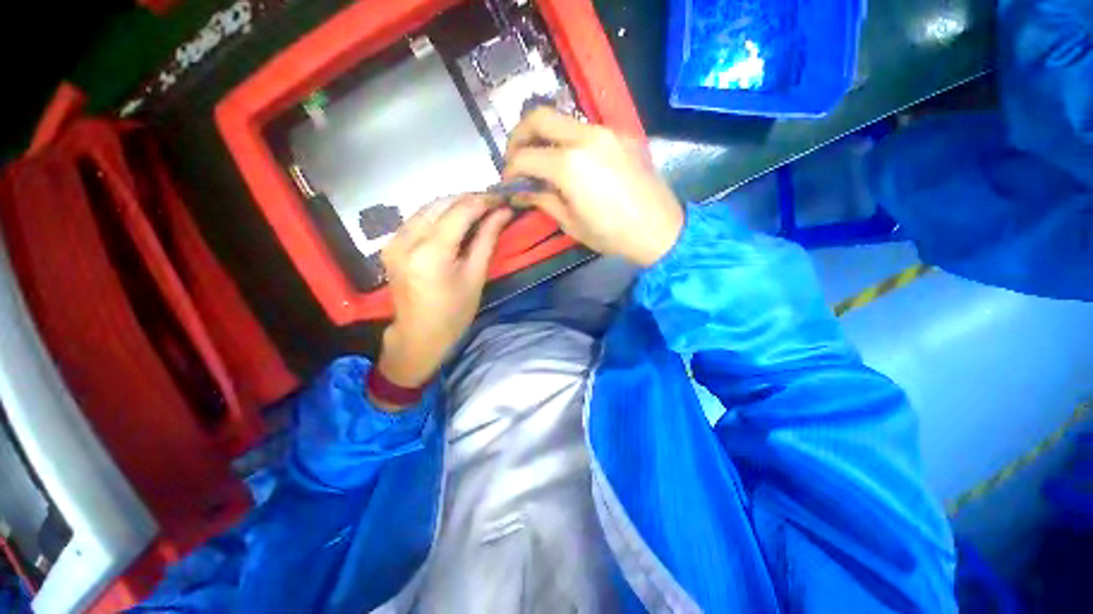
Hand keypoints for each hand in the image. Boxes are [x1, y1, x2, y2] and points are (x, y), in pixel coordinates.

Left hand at [376, 196, 511, 396]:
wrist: (419, 334)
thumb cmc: (454, 312)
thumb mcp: (475, 276)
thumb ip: (487, 239)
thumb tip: (503, 212)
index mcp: (431, 253)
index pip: (459, 211)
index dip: (482, 200)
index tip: (500, 198)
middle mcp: (407, 240)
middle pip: (440, 203)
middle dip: (468, 199)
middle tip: (491, 203)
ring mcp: (393, 241)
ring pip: (426, 207)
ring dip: (453, 204)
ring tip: (476, 210)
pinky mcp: (390, 244)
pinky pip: (416, 218)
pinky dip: (437, 214)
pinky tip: (453, 221)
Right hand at [503, 108, 683, 266]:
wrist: (659, 230)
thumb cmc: (611, 235)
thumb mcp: (570, 223)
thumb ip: (542, 200)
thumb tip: (520, 192)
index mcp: (569, 164)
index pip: (524, 156)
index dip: (509, 171)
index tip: (508, 184)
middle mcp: (585, 136)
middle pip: (538, 116)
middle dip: (519, 136)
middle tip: (516, 160)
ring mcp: (606, 131)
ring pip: (563, 121)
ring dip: (545, 137)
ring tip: (543, 164)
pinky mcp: (621, 135)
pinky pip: (585, 130)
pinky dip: (568, 142)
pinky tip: (572, 164)